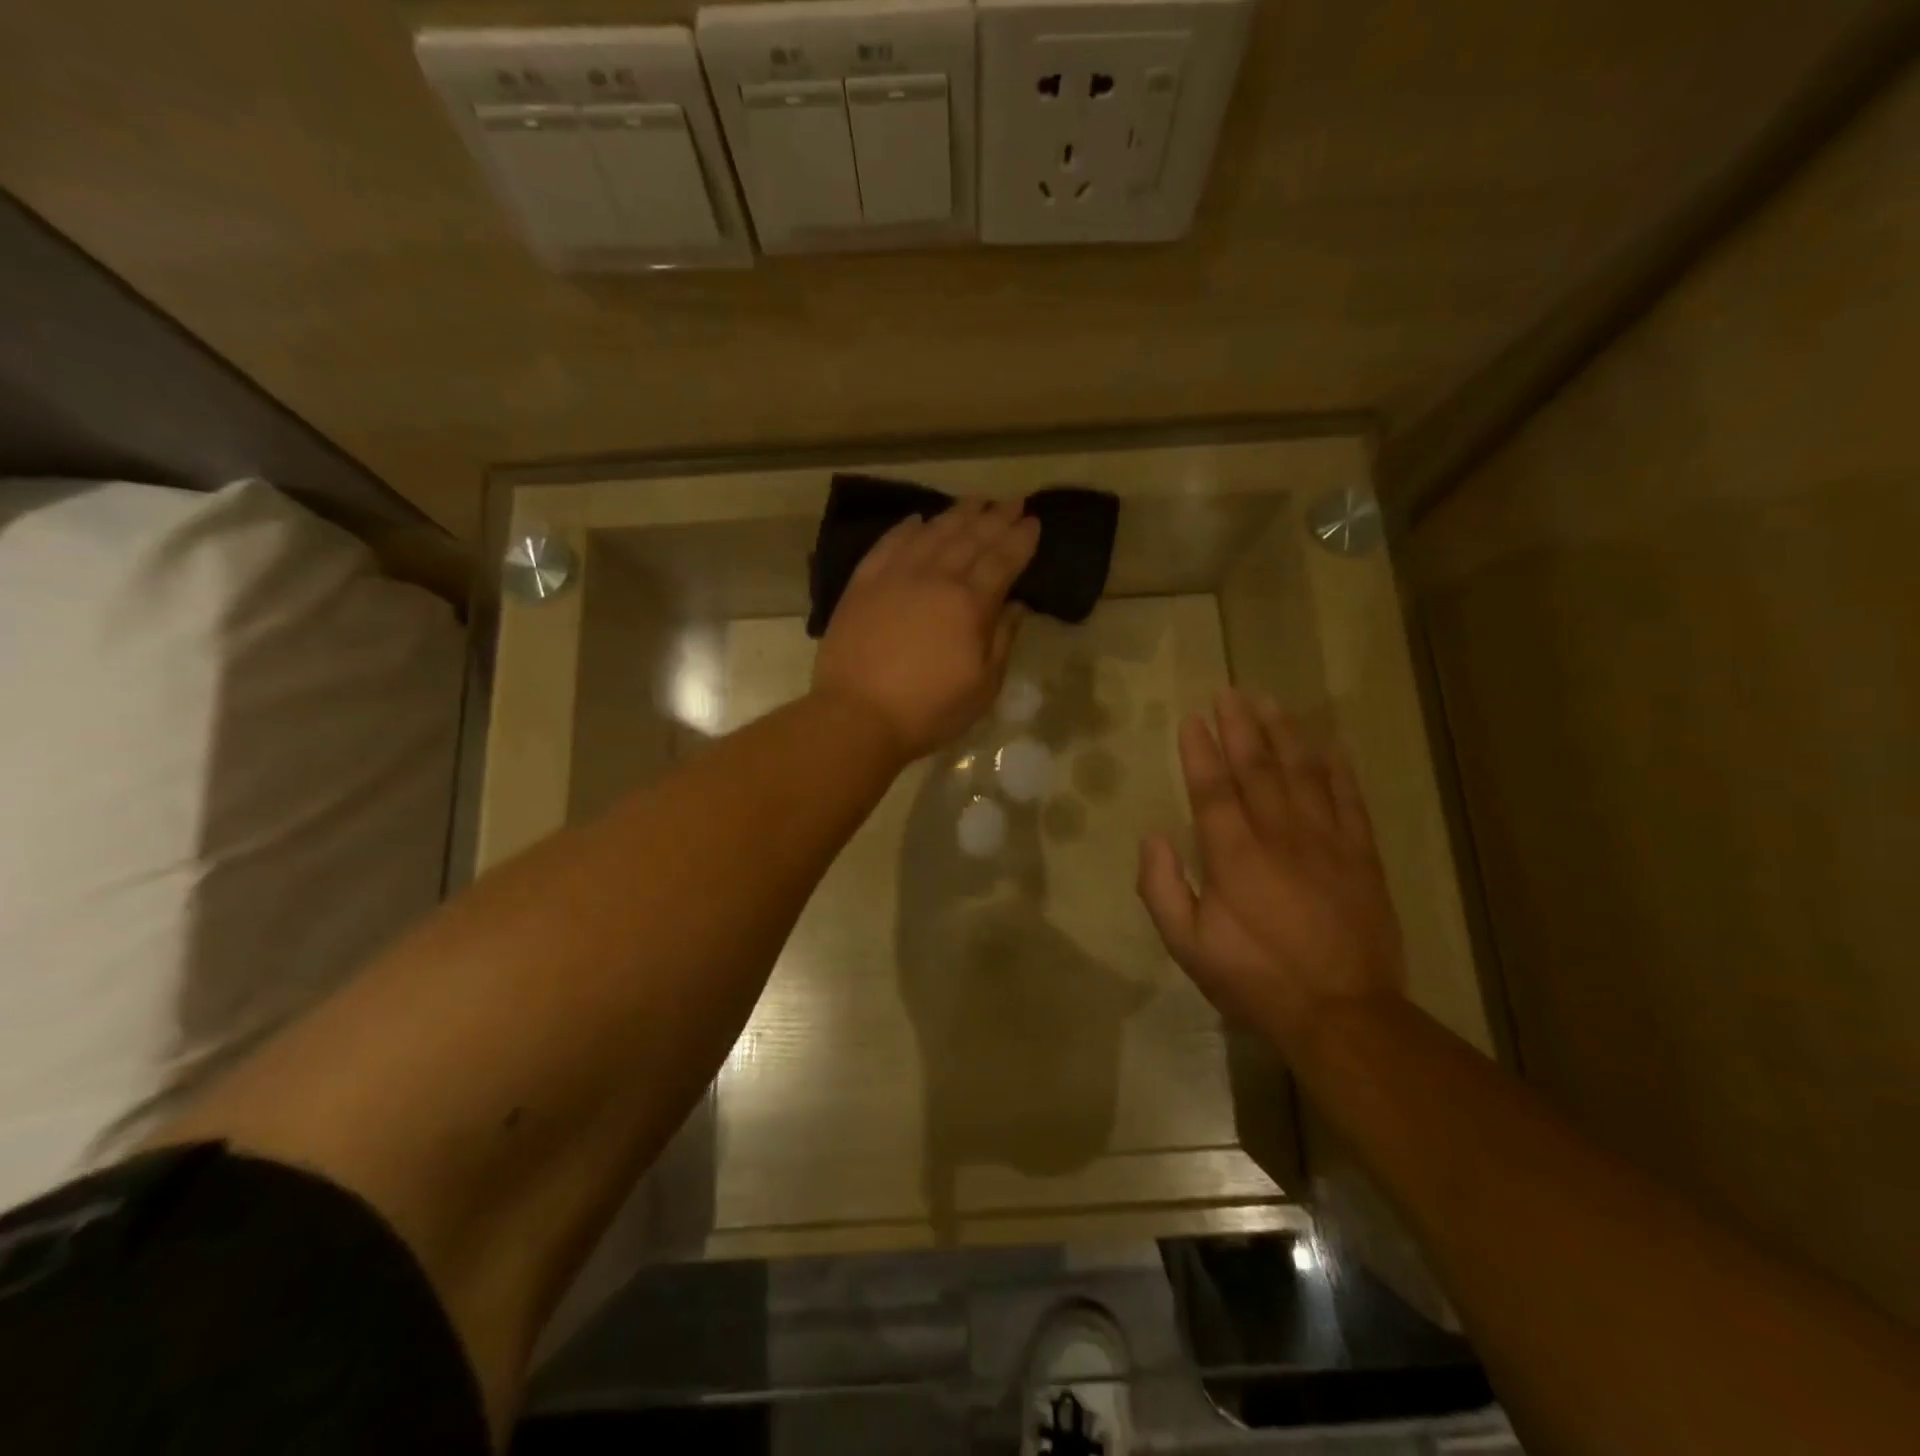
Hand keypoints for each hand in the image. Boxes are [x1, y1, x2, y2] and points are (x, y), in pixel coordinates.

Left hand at [813, 497, 1040, 762]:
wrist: (857, 716)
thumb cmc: (929, 710)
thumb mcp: (983, 687)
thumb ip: (1002, 640)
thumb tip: (1015, 605)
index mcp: (969, 604)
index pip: (1002, 560)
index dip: (1021, 539)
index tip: (1034, 521)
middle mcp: (935, 578)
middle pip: (971, 538)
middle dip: (996, 517)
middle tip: (1012, 501)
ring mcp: (895, 576)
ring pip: (932, 533)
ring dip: (957, 514)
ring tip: (975, 501)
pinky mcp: (863, 584)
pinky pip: (888, 544)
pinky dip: (906, 529)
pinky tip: (918, 520)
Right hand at [1136, 688, 1404, 1053]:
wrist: (1342, 1013)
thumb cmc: (1254, 979)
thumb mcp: (1187, 945)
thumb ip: (1162, 888)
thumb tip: (1153, 838)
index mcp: (1233, 855)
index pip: (1213, 788)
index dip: (1200, 751)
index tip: (1192, 718)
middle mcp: (1279, 834)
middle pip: (1258, 768)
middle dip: (1240, 726)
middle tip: (1230, 692)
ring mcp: (1326, 841)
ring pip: (1304, 773)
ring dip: (1285, 733)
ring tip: (1271, 701)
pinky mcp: (1361, 856)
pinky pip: (1349, 799)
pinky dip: (1339, 768)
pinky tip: (1331, 743)